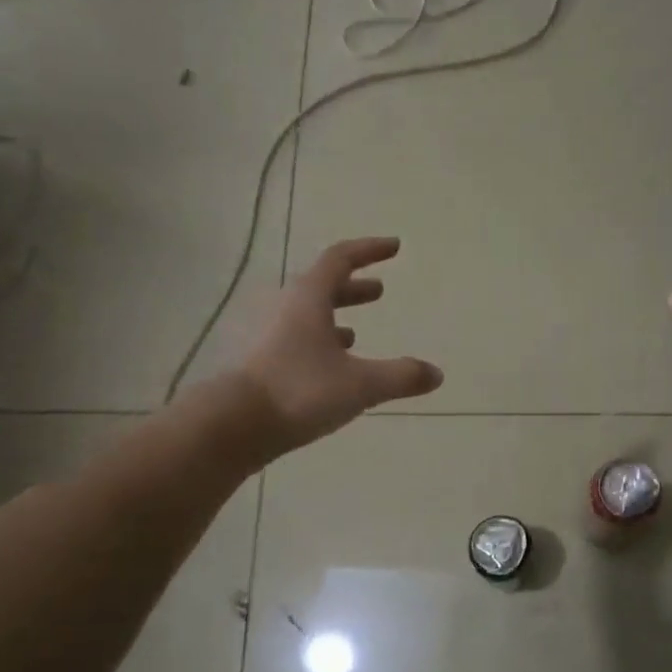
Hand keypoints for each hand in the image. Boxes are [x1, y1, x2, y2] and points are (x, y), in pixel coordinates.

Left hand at [238, 237, 443, 455]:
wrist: (235, 424)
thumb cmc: (300, 391)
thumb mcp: (360, 385)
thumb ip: (400, 377)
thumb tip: (436, 373)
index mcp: (308, 299)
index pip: (340, 259)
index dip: (369, 250)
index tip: (394, 247)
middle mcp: (285, 309)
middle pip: (322, 287)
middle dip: (353, 288)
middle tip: (379, 291)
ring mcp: (268, 336)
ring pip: (307, 317)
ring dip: (334, 318)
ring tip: (356, 333)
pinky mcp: (261, 363)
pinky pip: (295, 341)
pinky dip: (318, 344)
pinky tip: (329, 367)